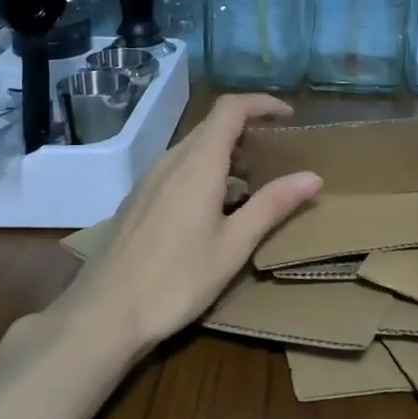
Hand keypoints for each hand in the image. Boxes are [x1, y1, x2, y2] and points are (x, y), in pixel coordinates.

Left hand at [68, 94, 320, 351]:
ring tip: (251, 183)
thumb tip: (313, 176)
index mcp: (198, 163)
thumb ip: (273, 205)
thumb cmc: (177, 278)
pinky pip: (177, 168)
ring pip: (193, 148)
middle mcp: (171, 160)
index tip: (289, 117)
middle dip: (248, 130)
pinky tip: (213, 208)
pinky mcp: (137, 200)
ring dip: (226, 153)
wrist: (103, 315)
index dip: (262, 103)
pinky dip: (204, 170)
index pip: (231, 109)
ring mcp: (149, 179)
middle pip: (212, 126)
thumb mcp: (234, 244)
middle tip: (277, 155)